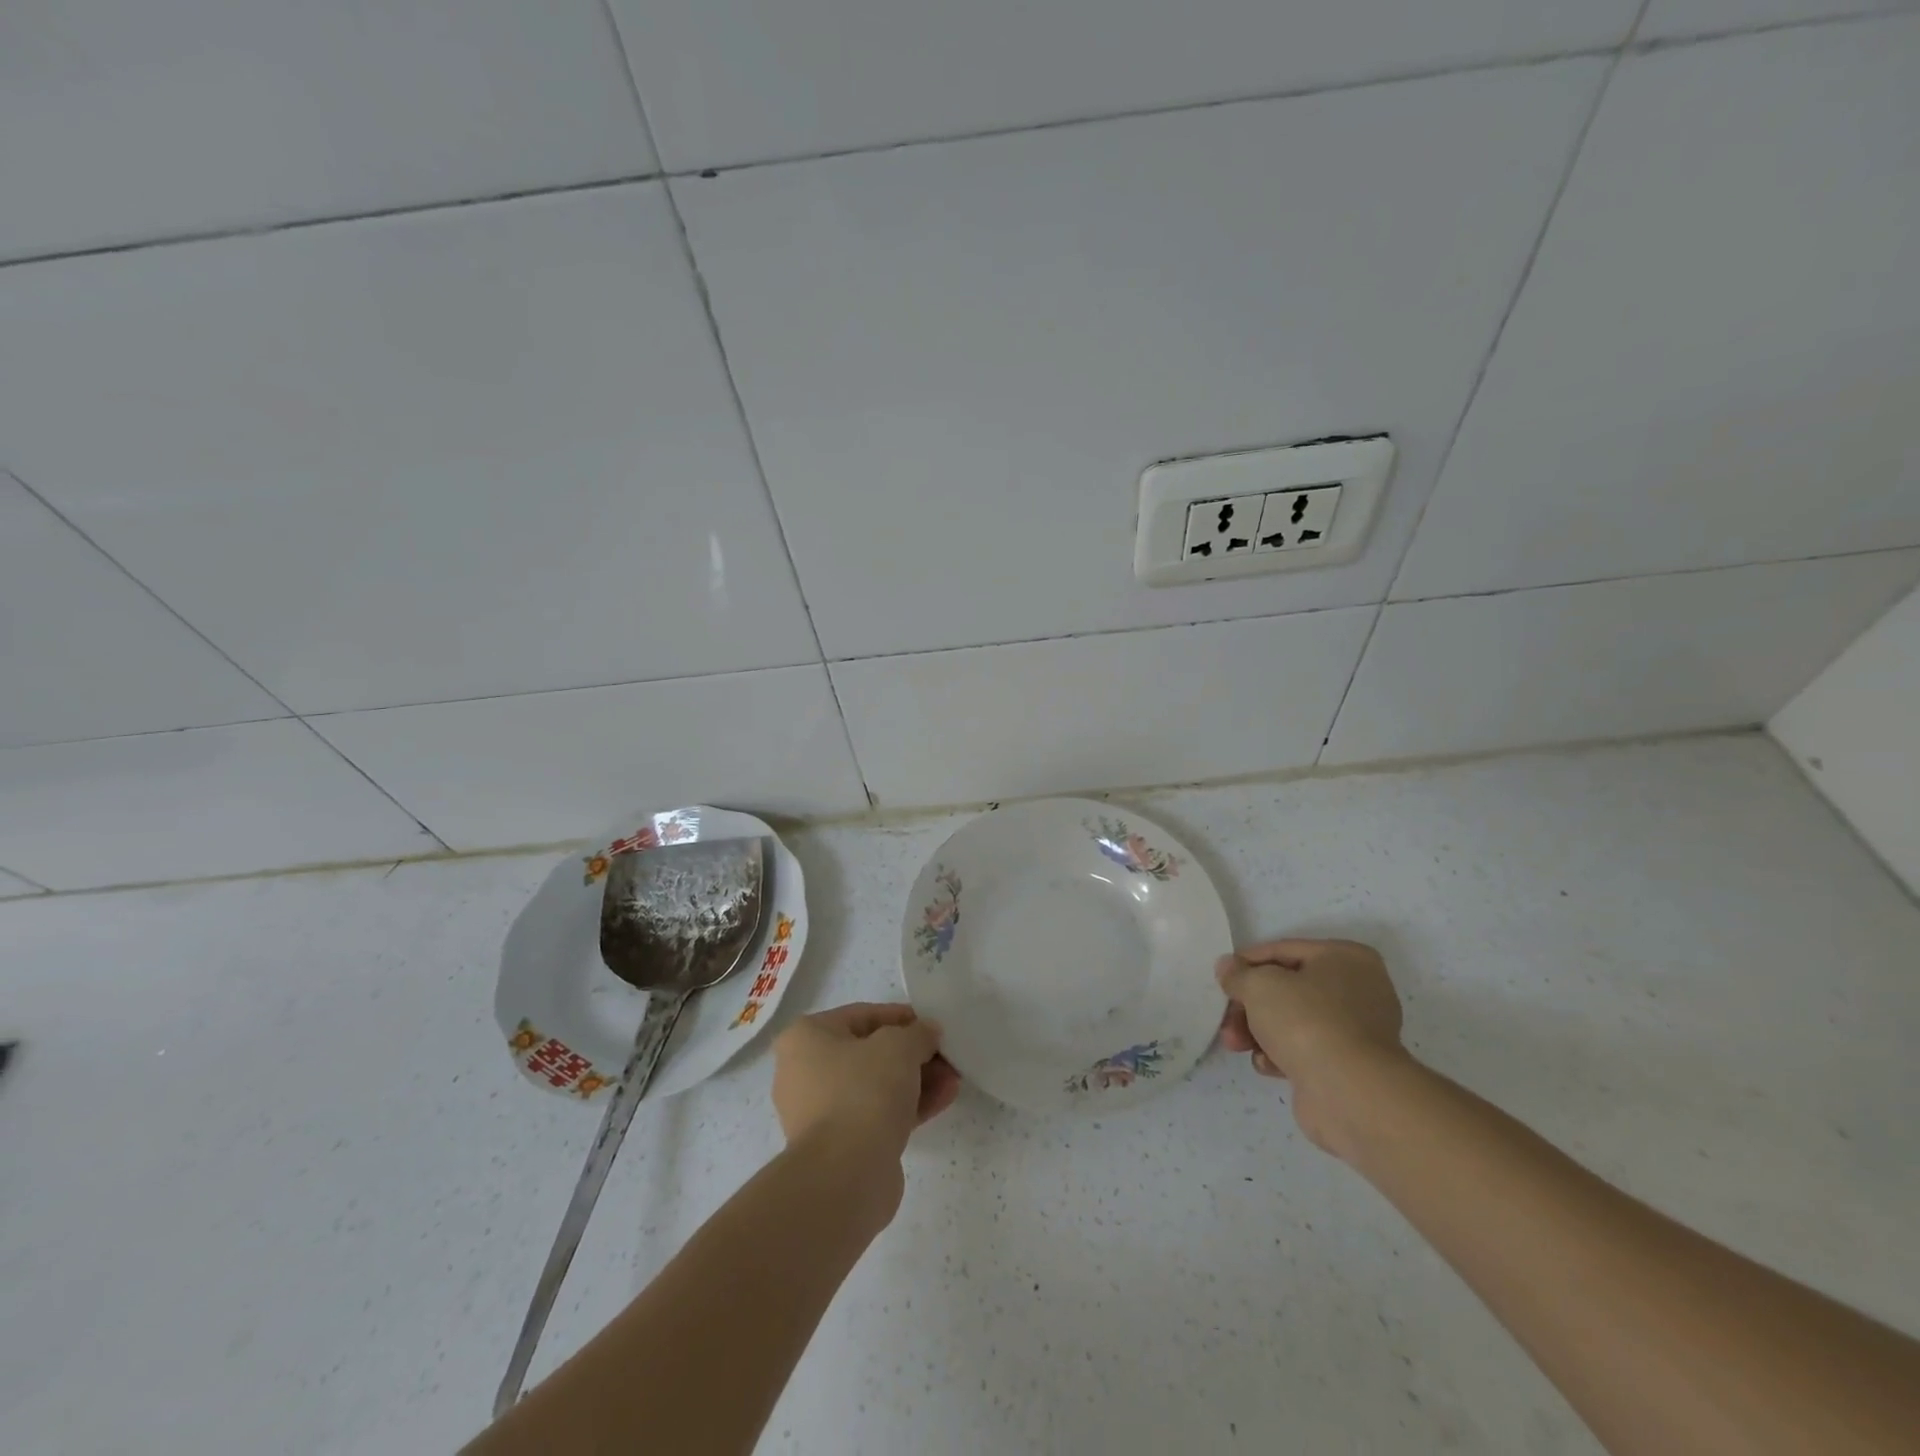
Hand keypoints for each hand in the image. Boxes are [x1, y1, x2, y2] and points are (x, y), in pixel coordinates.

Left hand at [771, 1003, 961, 1165]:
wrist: (845, 1176)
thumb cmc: (863, 1091)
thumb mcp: (899, 1046)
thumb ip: (918, 1032)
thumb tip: (927, 1033)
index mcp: (805, 1037)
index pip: (862, 1015)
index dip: (902, 1017)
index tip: (932, 1025)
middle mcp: (804, 1072)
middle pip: (870, 1052)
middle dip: (913, 1053)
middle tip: (946, 1054)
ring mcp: (820, 1112)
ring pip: (876, 1085)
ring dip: (916, 1079)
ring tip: (953, 1077)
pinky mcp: (840, 1145)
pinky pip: (878, 1114)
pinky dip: (909, 1105)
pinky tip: (945, 1098)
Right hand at [1216, 938, 1408, 1154]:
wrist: (1350, 1094)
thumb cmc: (1306, 1022)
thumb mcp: (1259, 985)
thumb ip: (1238, 974)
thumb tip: (1227, 967)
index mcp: (1346, 958)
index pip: (1283, 950)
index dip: (1247, 963)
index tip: (1222, 979)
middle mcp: (1358, 990)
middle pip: (1286, 989)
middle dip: (1249, 1006)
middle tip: (1225, 1020)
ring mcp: (1356, 1031)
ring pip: (1292, 1021)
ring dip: (1257, 1031)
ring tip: (1235, 1045)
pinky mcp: (1348, 1066)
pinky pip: (1305, 1050)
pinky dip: (1280, 1054)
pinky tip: (1266, 1064)